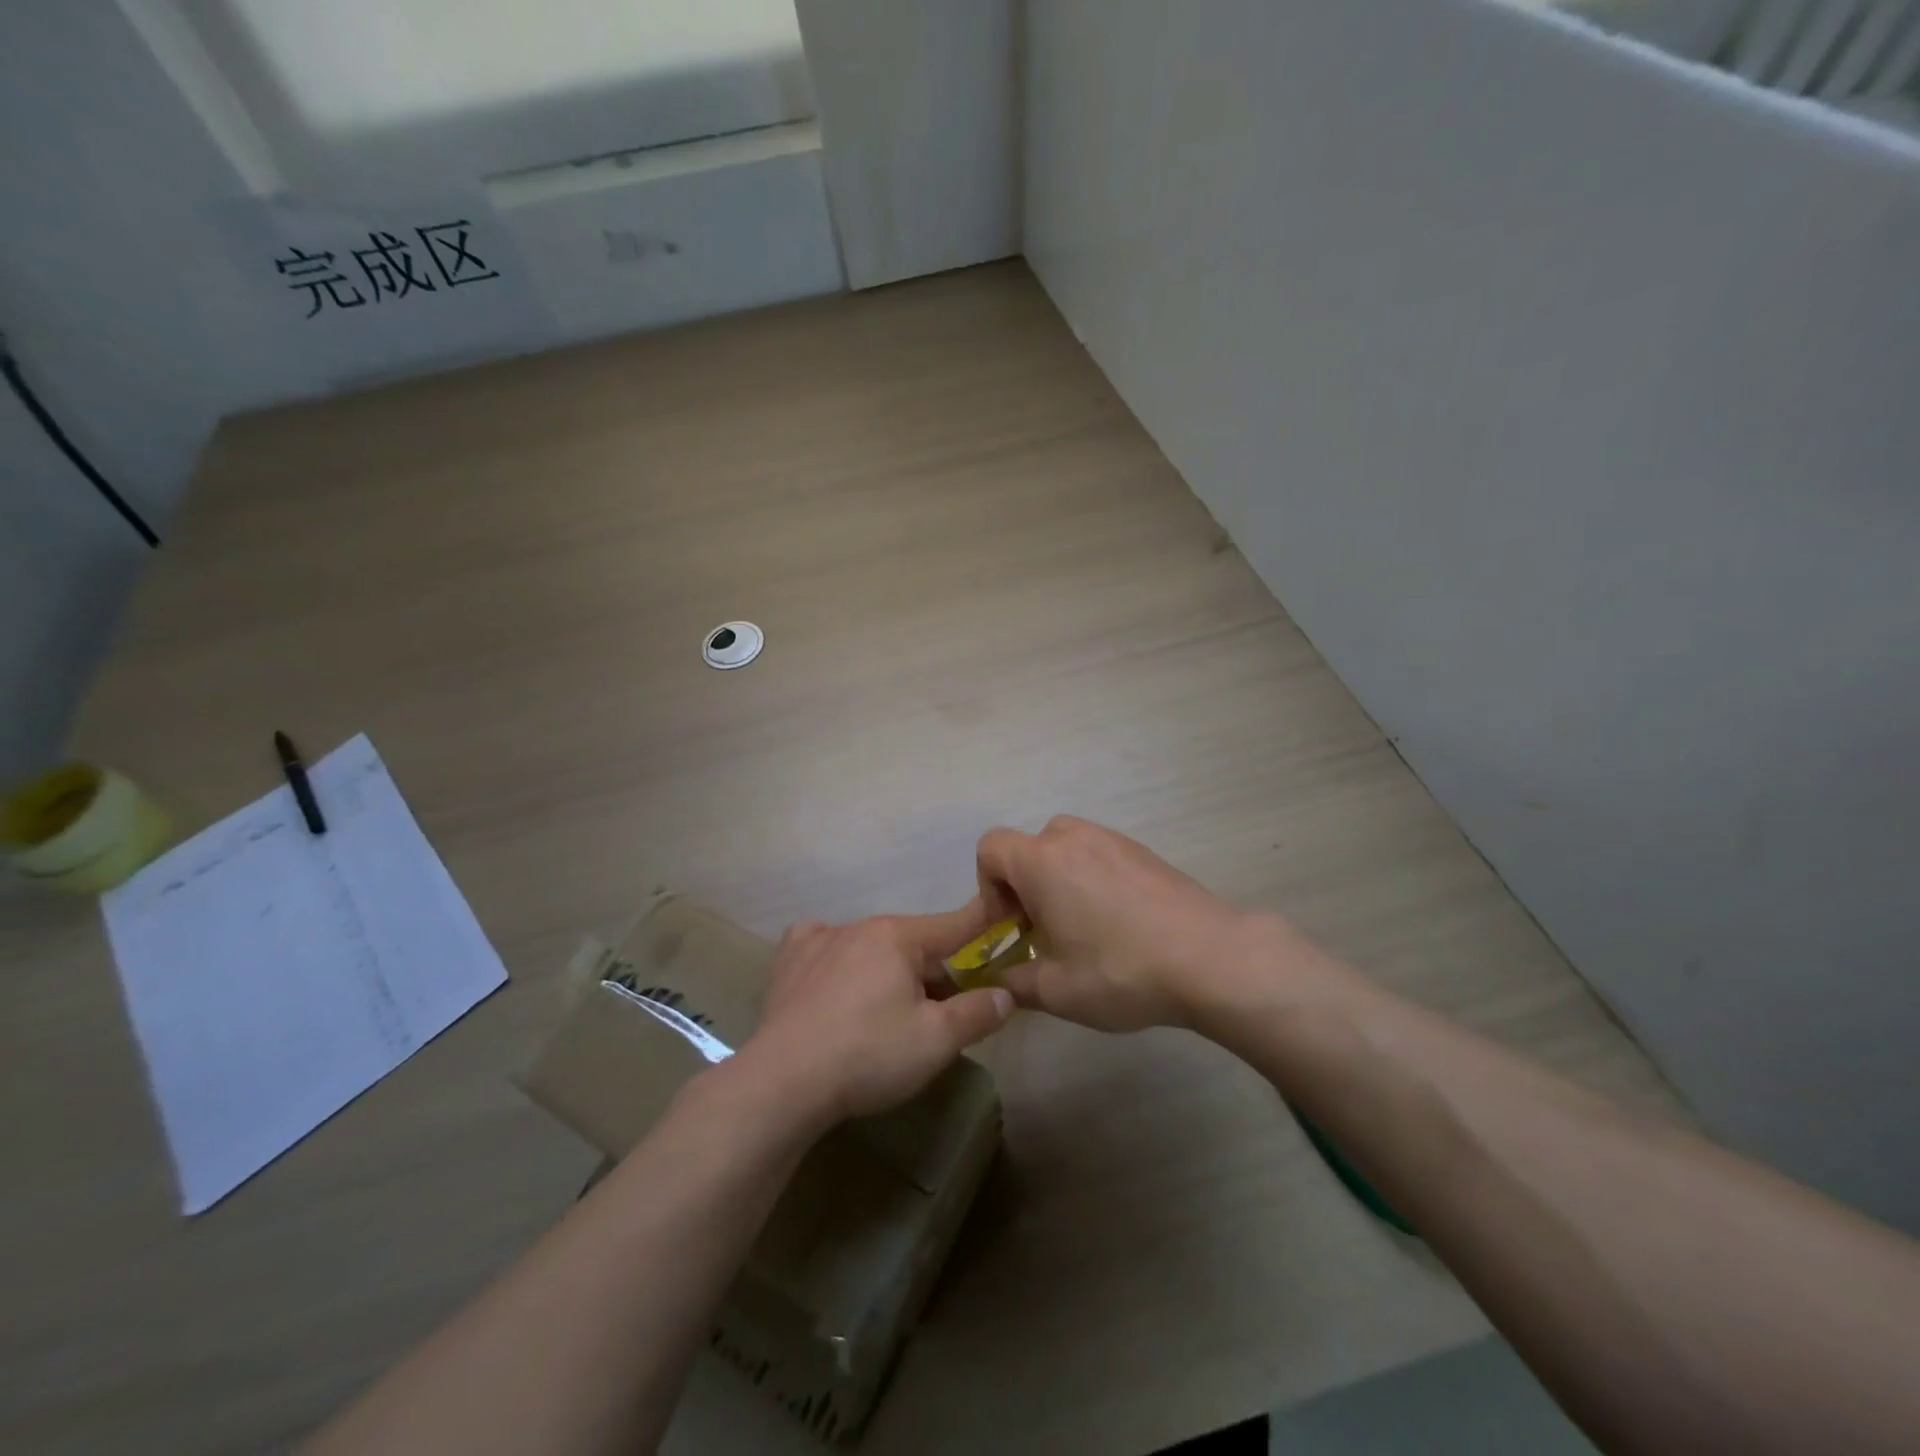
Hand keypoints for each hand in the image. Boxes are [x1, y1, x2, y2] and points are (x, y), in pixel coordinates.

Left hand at [734, 909, 1014, 1126]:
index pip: (954, 925)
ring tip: (884, 1010)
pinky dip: (836, 956)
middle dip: (931, 969)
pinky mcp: (788, 962)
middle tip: (938, 1012)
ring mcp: (818, 940)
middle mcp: (859, 926)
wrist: (783, 1081)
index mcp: (898, 936)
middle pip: (911, 943)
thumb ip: (976, 1013)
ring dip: (886, 969)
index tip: (1003, 918)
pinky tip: (833, 977)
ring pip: (869, 946)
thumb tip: (1005, 994)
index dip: (983, 925)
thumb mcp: (936, 1041)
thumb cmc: (868, 1054)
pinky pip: (822, 945)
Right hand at [975, 816, 1283, 1031]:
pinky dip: (1093, 879)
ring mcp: (1113, 839)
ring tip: (1083, 928)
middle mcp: (1073, 838)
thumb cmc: (1121, 970)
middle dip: (1025, 887)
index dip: (988, 887)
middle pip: (1028, 848)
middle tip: (1044, 932)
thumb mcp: (1055, 990)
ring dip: (1059, 881)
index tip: (1010, 926)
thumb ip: (1013, 982)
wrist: (1211, 958)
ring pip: (1066, 849)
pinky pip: (1099, 855)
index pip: (990, 849)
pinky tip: (1120, 923)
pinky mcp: (1144, 851)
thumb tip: (997, 980)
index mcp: (1041, 861)